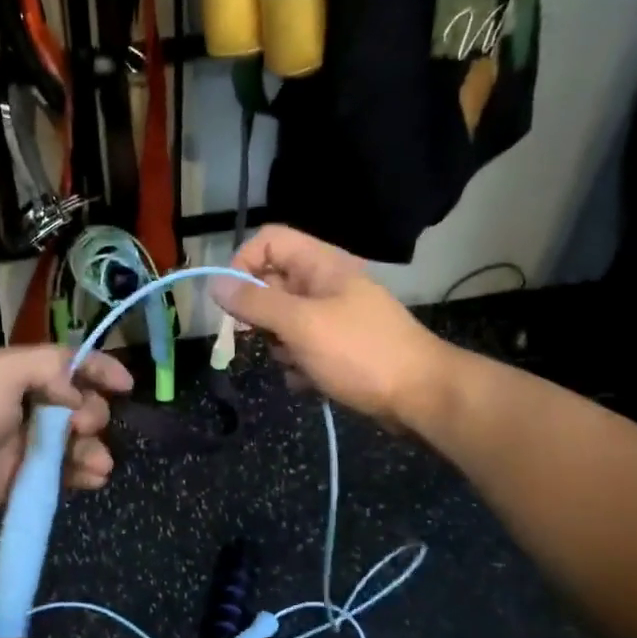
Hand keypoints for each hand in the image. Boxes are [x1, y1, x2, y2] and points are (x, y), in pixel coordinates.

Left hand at [0, 346, 132, 530]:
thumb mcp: (1, 372)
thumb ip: (48, 367)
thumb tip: (77, 391)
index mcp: (13, 371)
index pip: (65, 363)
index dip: (97, 368)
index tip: (127, 385)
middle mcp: (19, 403)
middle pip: (74, 404)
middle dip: (91, 414)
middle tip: (85, 427)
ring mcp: (19, 443)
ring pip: (71, 442)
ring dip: (92, 449)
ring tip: (98, 465)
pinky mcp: (17, 478)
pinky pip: (59, 473)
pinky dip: (80, 474)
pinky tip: (93, 479)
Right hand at [212, 225, 445, 426]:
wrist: (422, 396)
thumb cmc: (360, 352)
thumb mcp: (301, 324)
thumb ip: (255, 303)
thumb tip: (214, 283)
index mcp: (321, 265)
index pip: (269, 241)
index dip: (243, 264)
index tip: (231, 301)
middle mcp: (325, 285)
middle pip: (271, 285)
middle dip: (260, 317)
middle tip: (266, 339)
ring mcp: (333, 318)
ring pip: (282, 323)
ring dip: (280, 348)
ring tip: (298, 364)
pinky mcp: (338, 349)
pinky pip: (301, 350)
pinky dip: (298, 367)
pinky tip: (310, 383)